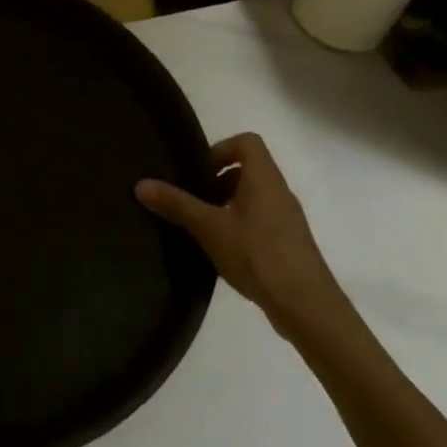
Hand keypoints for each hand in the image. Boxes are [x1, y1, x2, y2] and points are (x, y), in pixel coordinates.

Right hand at [136, 133, 364, 355]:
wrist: (305, 304)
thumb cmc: (257, 255)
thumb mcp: (209, 228)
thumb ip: (176, 204)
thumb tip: (141, 184)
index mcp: (264, 178)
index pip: (247, 142)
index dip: (220, 149)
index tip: (199, 173)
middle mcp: (280, 192)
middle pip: (248, 170)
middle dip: (217, 181)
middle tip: (194, 202)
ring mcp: (287, 218)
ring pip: (253, 197)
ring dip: (227, 205)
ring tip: (203, 229)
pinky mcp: (288, 243)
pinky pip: (260, 220)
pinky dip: (239, 226)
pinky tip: (223, 252)